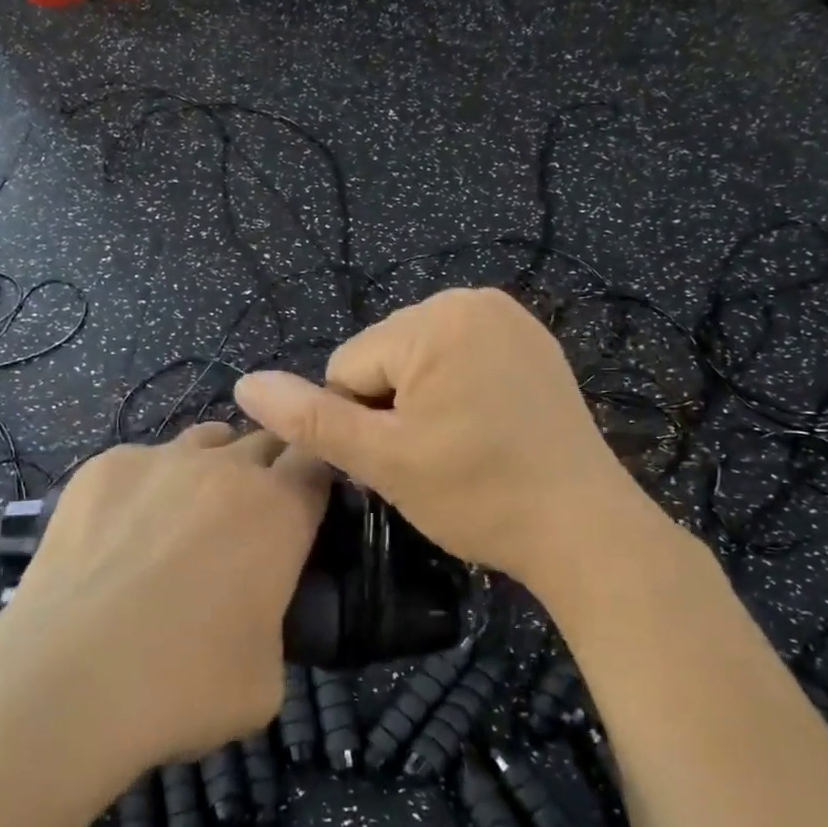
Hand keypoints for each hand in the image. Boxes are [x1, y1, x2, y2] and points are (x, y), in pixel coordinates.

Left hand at [0, 425, 328, 783]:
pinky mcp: (102, 468)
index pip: (319, 461)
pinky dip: (147, 485)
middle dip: (269, 470)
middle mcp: (228, 467)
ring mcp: (161, 459)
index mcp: (281, 509)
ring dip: (214, 467)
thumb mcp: (269, 675)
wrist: (66, 685)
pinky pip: (143, 461)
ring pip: (207, 440)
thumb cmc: (186, 686)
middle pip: (265, 442)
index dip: (317, 479)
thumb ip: (276, 623)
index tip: (308, 506)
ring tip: (187, 518)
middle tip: (252, 520)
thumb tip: (254, 615)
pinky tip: (120, 534)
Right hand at [233, 287, 639, 589]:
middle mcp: (473, 299)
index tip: (407, 459)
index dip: (362, 422)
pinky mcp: (532, 342)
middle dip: (392, 408)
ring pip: (419, 361)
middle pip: (384, 358)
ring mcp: (510, 318)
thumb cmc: (479, 495)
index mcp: (435, 318)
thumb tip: (244, 384)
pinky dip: (458, 392)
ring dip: (422, 402)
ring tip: (461, 447)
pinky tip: (485, 430)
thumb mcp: (383, 460)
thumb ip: (309, 420)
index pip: (348, 367)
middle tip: (435, 458)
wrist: (583, 528)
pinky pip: (461, 359)